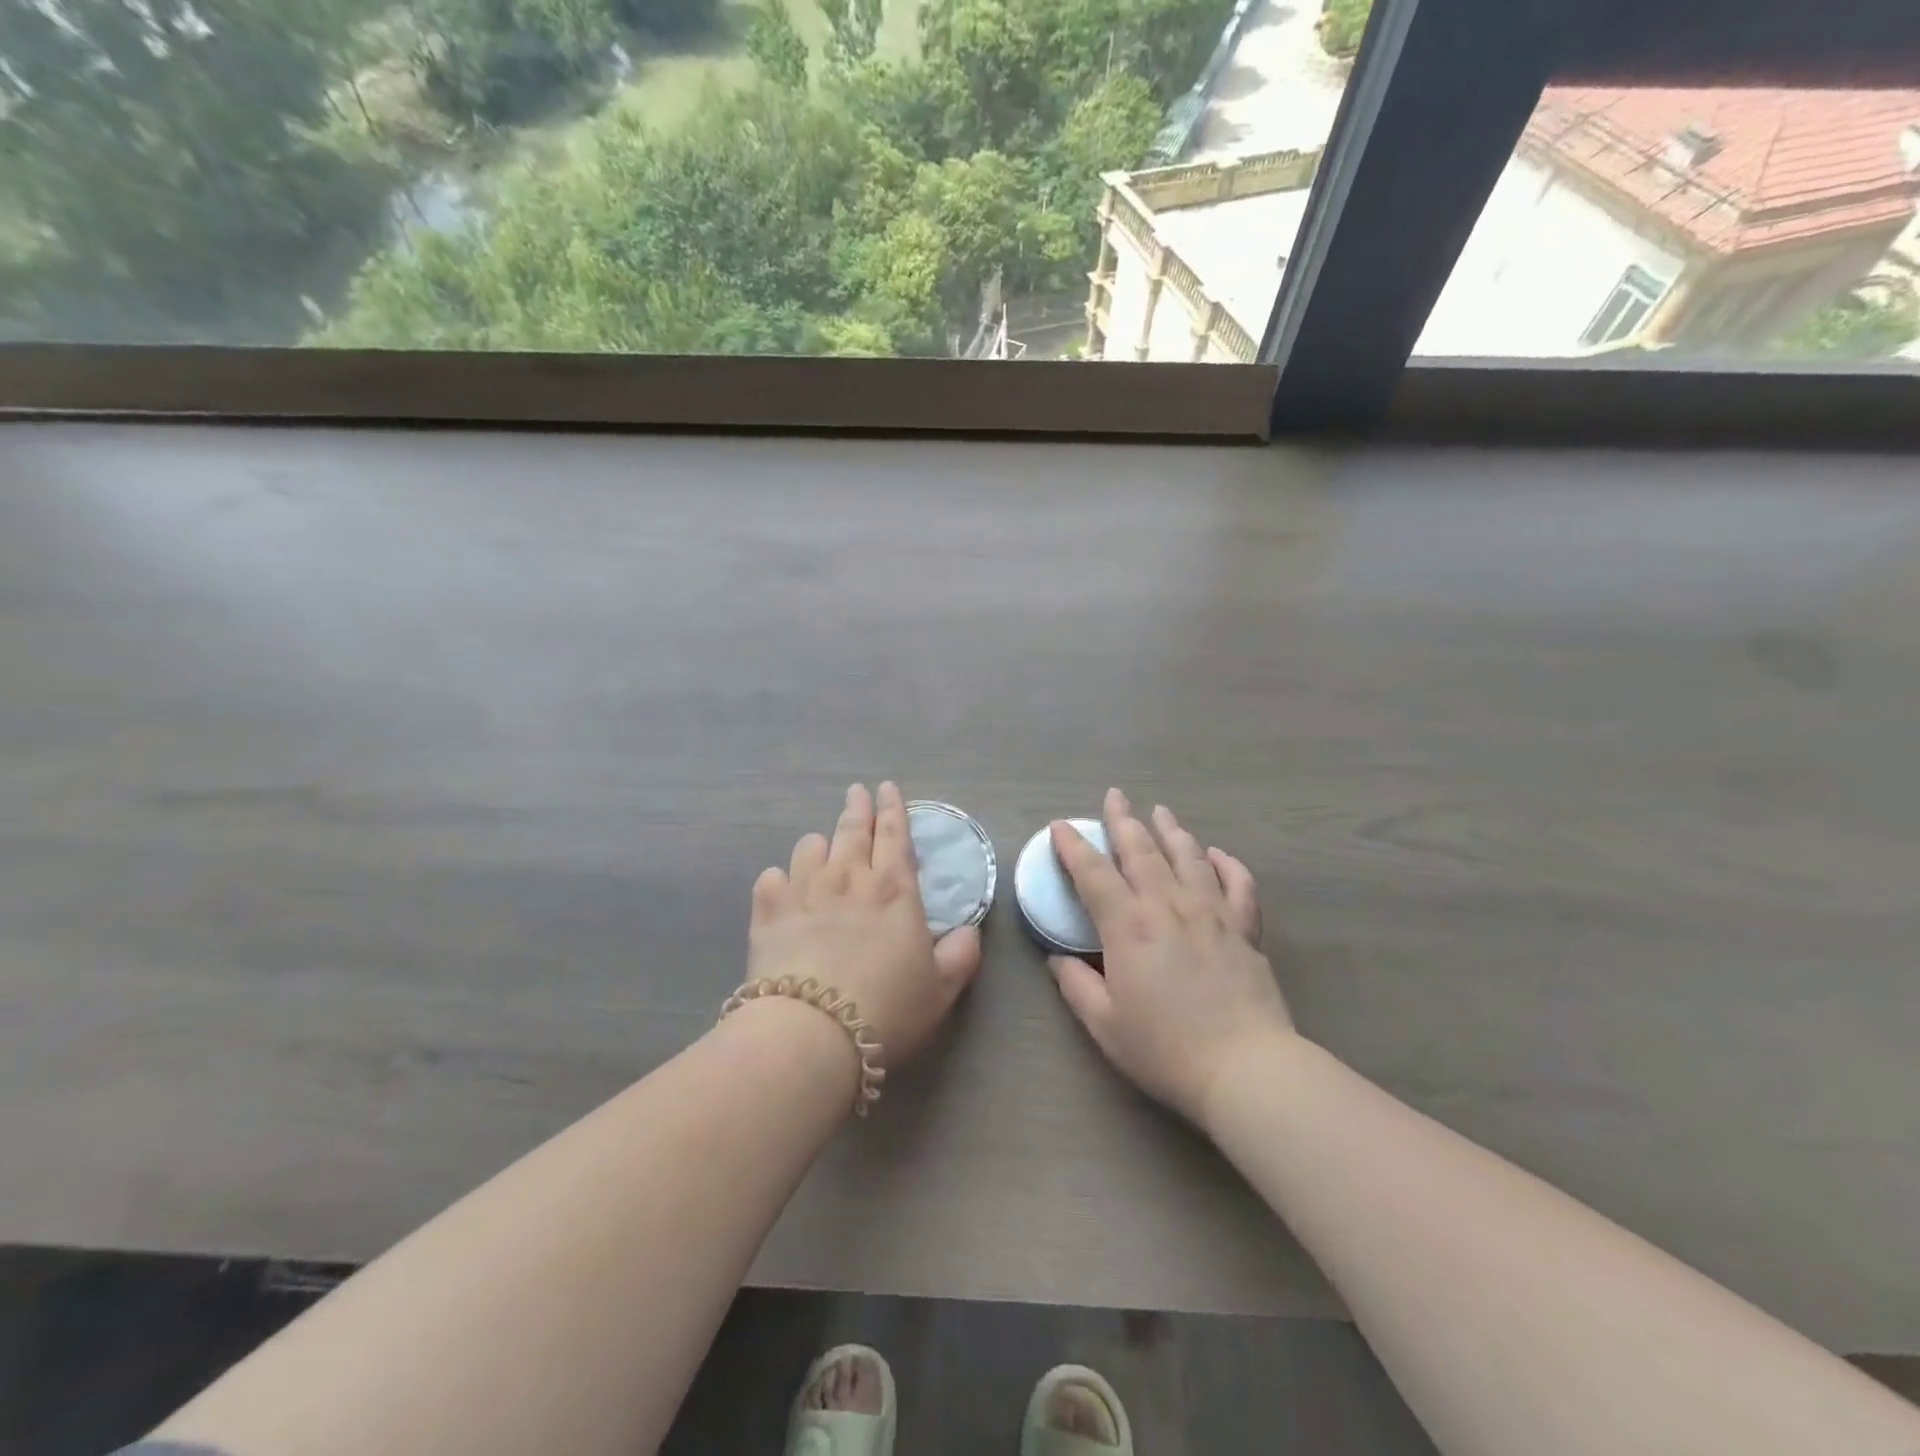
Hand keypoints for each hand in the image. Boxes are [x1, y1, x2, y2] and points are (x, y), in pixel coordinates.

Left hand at [750, 782, 982, 1068]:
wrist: (812, 1032)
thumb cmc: (886, 1008)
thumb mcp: (941, 990)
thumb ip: (961, 955)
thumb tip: (970, 931)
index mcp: (893, 889)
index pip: (895, 834)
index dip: (893, 808)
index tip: (887, 787)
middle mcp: (848, 878)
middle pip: (852, 829)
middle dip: (857, 807)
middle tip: (857, 792)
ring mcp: (804, 890)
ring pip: (810, 846)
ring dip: (820, 844)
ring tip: (822, 849)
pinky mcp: (768, 911)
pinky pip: (771, 877)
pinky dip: (780, 879)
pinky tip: (783, 890)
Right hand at [1049, 788, 1292, 1125]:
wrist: (1245, 1067)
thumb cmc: (1165, 1049)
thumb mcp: (1104, 1024)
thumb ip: (1075, 985)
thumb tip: (1058, 958)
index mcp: (1128, 925)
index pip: (1093, 873)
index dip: (1073, 846)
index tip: (1060, 826)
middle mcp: (1168, 905)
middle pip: (1141, 850)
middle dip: (1123, 819)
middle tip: (1114, 795)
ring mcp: (1211, 912)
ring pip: (1188, 856)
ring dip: (1170, 830)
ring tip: (1160, 811)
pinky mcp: (1245, 928)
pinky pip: (1238, 883)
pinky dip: (1226, 863)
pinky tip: (1216, 854)